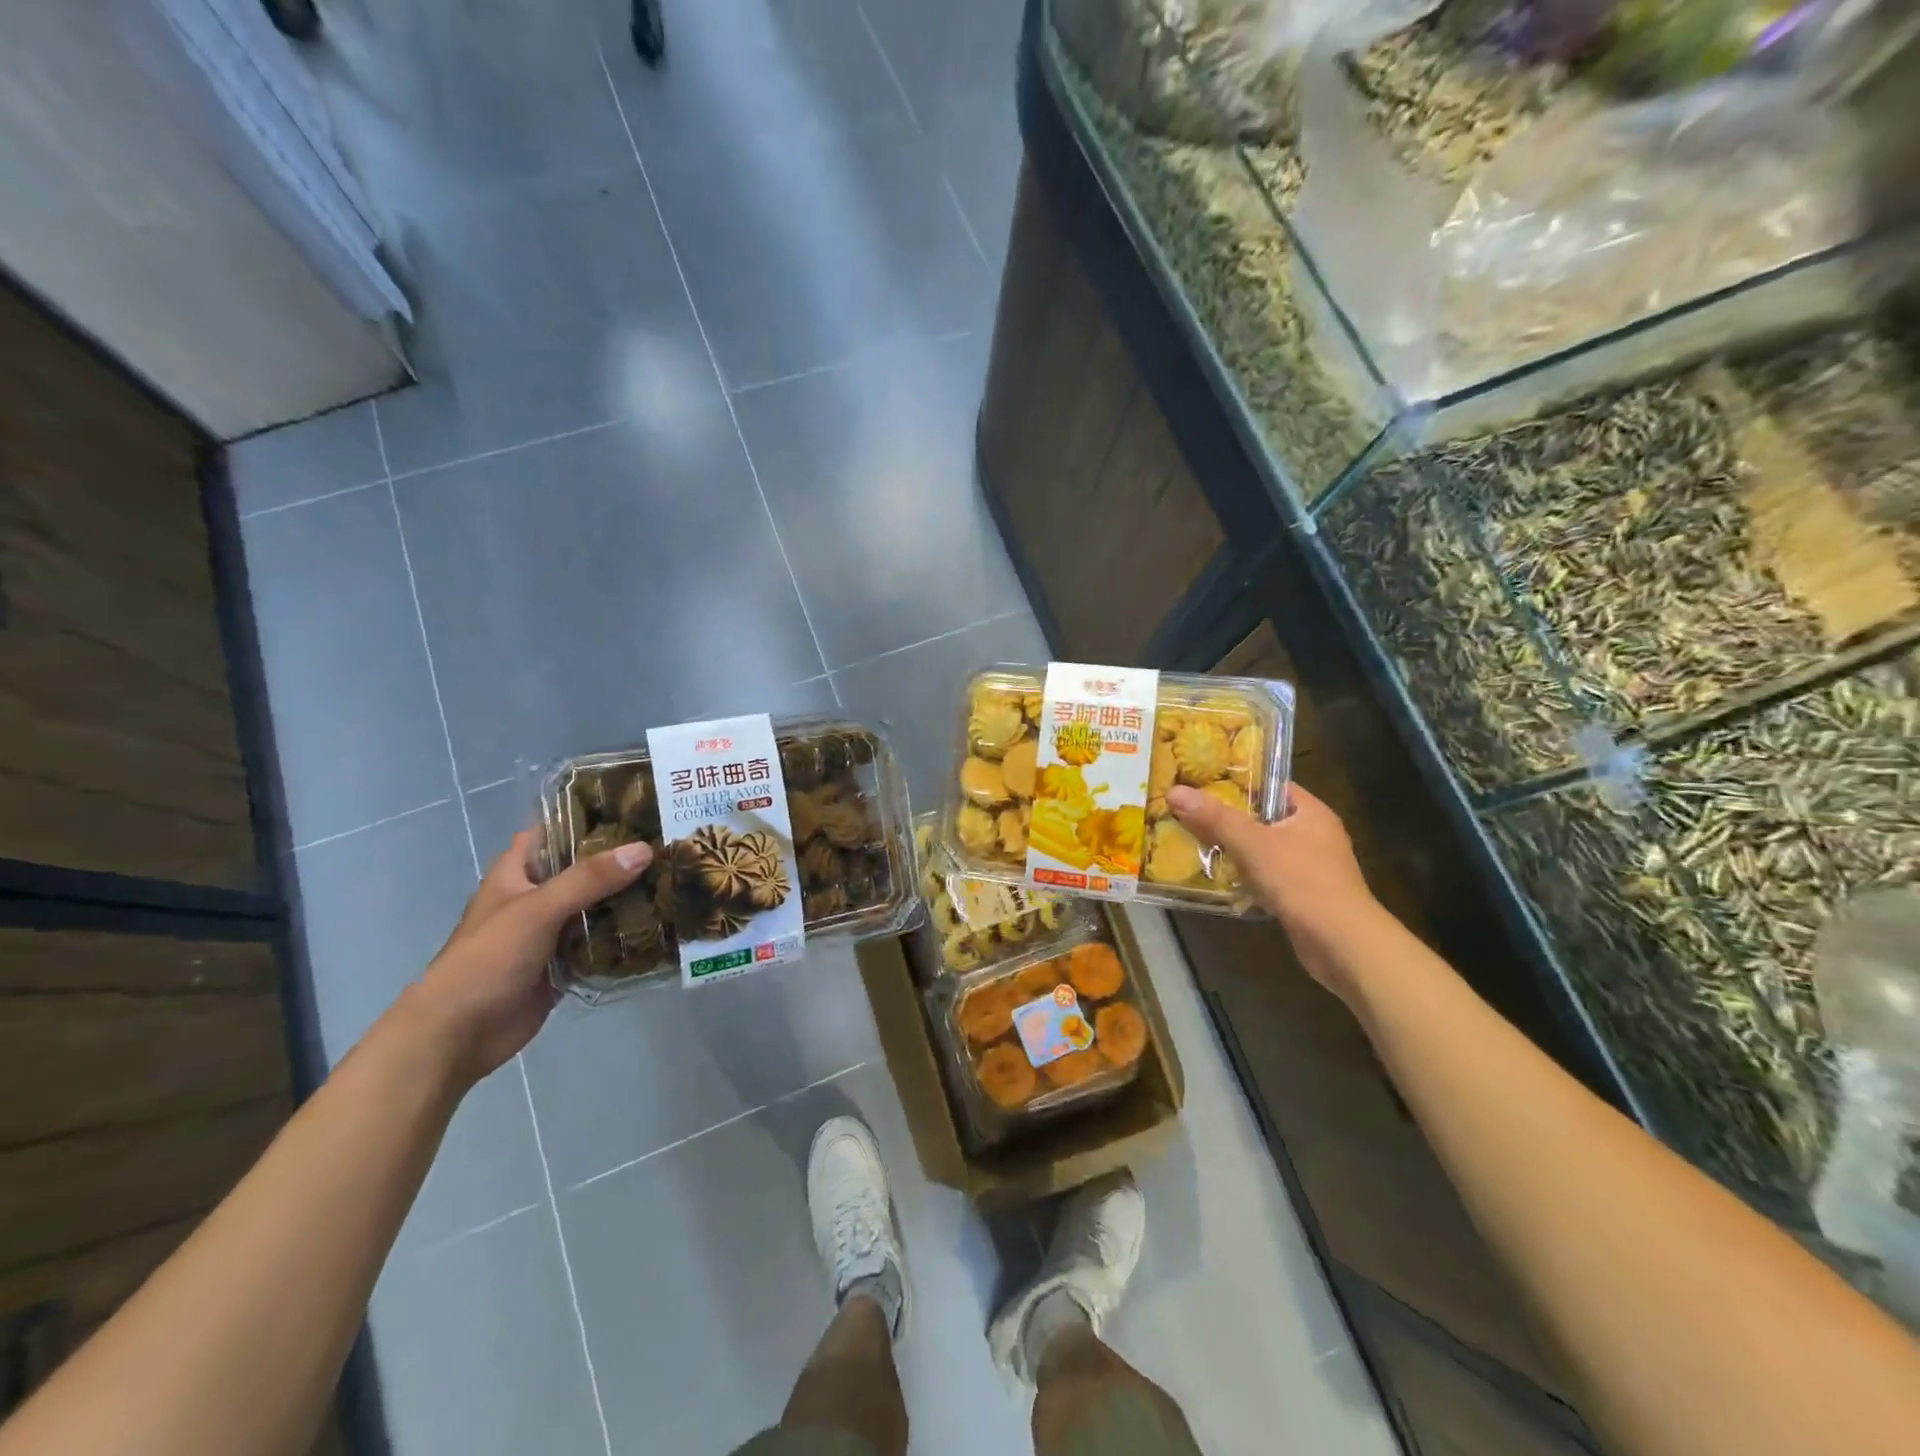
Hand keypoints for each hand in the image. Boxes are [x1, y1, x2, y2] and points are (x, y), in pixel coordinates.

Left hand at [392, 830, 651, 1089]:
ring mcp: (550, 932)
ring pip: (596, 906)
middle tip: (670, 845)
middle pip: (583, 869)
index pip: (555, 831)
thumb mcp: (538, 909)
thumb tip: (644, 850)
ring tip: (675, 879)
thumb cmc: (488, 959)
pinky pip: (600, 942)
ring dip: (627, 898)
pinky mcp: (564, 964)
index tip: (635, 808)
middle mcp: (535, 897)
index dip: (589, 817)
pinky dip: (623, 936)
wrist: (459, 1034)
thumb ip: (589, 879)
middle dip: (621, 860)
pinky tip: (660, 925)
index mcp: (517, 873)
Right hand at [1166, 782, 1377, 992]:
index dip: (1238, 780)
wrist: (1342, 944)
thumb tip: (1175, 791)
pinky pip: (1267, 875)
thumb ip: (1215, 818)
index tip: (1202, 781)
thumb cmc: (1302, 882)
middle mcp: (1314, 834)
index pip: (1271, 784)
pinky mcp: (1304, 895)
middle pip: (1263, 816)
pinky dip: (1245, 875)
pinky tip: (1219, 877)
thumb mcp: (1253, 844)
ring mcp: (1311, 866)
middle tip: (1189, 811)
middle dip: (1228, 816)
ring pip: (1264, 848)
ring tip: (1195, 841)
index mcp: (1311, 812)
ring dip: (1234, 848)